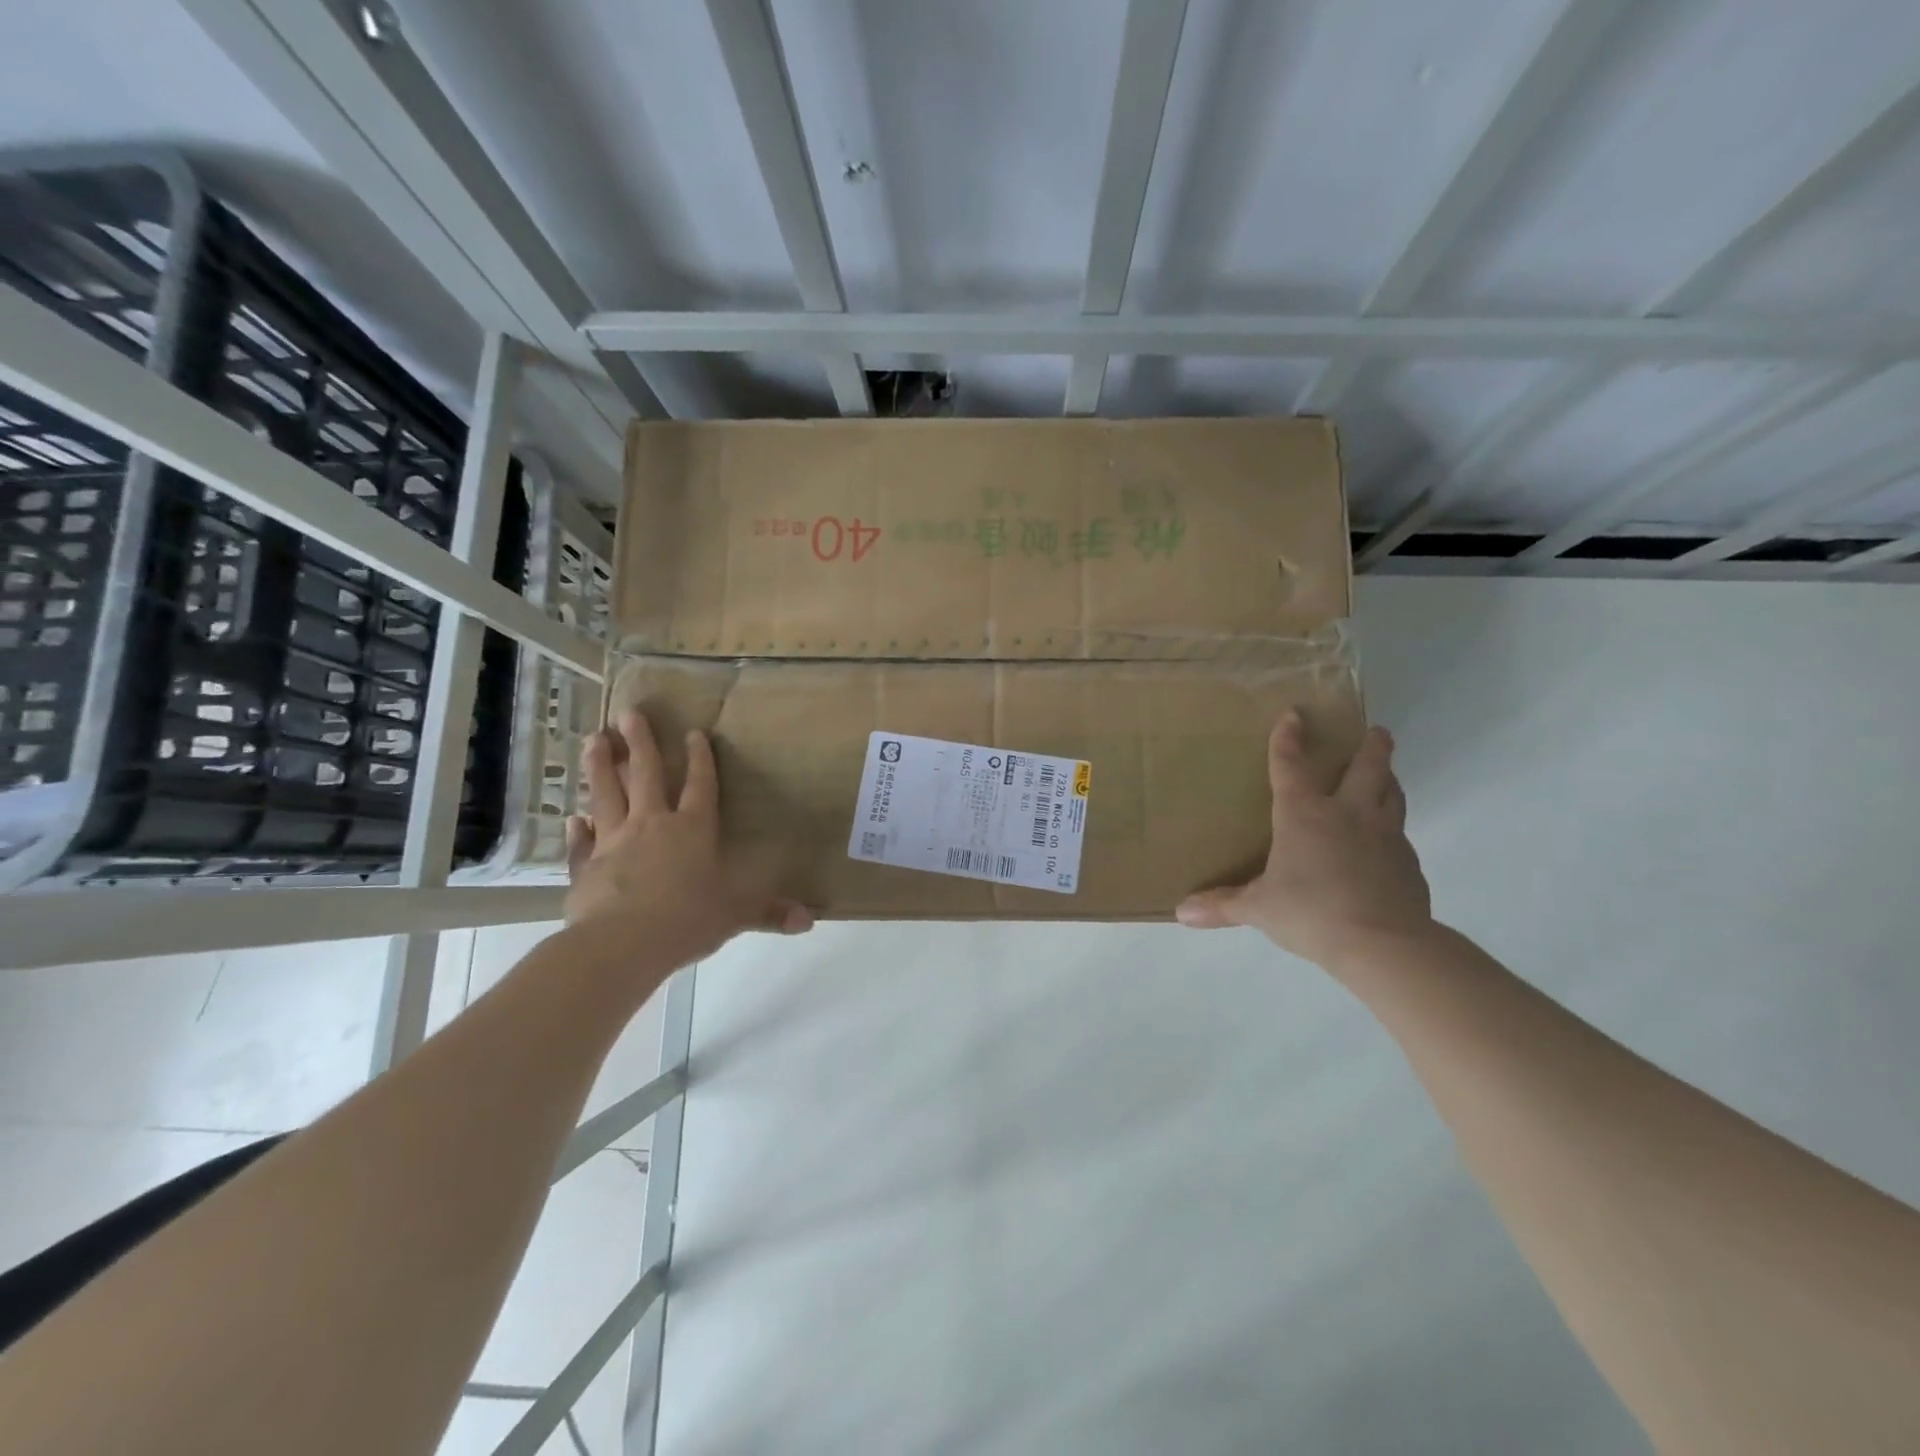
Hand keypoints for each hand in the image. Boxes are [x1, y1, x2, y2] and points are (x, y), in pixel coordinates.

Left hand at [564, 710, 811, 965]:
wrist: (621, 943)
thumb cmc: (687, 920)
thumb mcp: (736, 915)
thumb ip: (769, 913)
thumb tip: (809, 921)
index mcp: (693, 830)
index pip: (700, 786)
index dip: (700, 759)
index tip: (693, 732)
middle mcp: (653, 825)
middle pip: (646, 775)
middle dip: (640, 743)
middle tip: (629, 713)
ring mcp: (614, 842)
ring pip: (606, 795)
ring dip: (600, 767)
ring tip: (594, 739)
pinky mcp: (586, 866)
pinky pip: (581, 843)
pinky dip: (577, 830)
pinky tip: (572, 819)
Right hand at [1175, 712, 1432, 969]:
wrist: (1384, 944)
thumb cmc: (1311, 913)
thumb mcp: (1258, 909)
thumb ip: (1222, 905)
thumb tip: (1180, 911)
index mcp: (1303, 815)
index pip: (1291, 766)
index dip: (1288, 738)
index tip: (1293, 714)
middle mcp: (1347, 814)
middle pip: (1366, 768)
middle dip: (1372, 747)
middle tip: (1378, 732)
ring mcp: (1384, 836)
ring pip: (1392, 795)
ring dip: (1389, 780)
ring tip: (1387, 774)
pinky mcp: (1409, 864)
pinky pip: (1401, 837)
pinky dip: (1393, 831)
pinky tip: (1387, 845)